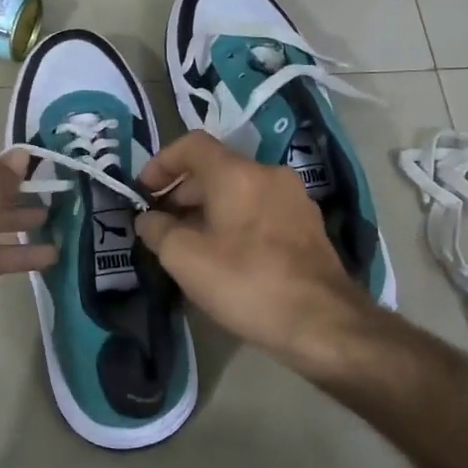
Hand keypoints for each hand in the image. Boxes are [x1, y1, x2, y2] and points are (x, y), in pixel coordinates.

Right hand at [135, 131, 372, 367]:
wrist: (323, 322)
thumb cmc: (247, 282)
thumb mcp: (185, 259)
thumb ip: (158, 231)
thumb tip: (148, 219)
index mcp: (237, 173)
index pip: (192, 145)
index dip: (161, 162)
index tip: (144, 191)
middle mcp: (269, 174)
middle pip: (216, 168)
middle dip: (183, 192)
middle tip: (162, 225)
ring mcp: (294, 199)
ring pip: (240, 191)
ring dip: (209, 210)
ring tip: (190, 244)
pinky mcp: (309, 226)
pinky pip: (261, 210)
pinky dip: (236, 222)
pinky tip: (226, 257)